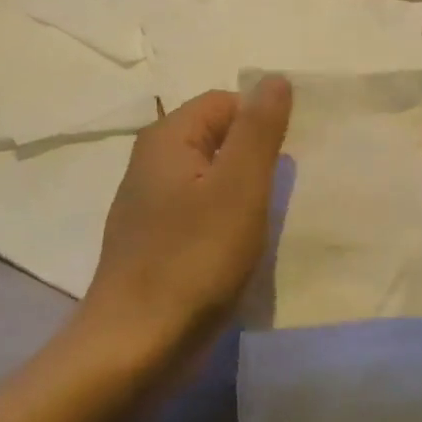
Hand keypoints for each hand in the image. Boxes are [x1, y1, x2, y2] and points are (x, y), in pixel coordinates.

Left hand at [83, 79, 291, 360]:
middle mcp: (153, 163)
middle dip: (254, 162)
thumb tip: (274, 77)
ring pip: (212, 180)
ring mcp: (150, 205)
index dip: (260, 126)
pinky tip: (240, 251)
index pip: (226, 102)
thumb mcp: (239, 186)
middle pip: (218, 139)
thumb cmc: (194, 259)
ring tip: (265, 226)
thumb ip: (258, 129)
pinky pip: (200, 214)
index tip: (284, 165)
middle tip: (280, 196)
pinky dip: (225, 224)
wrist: (138, 344)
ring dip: (243, 196)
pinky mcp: (156, 242)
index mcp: (168, 138)